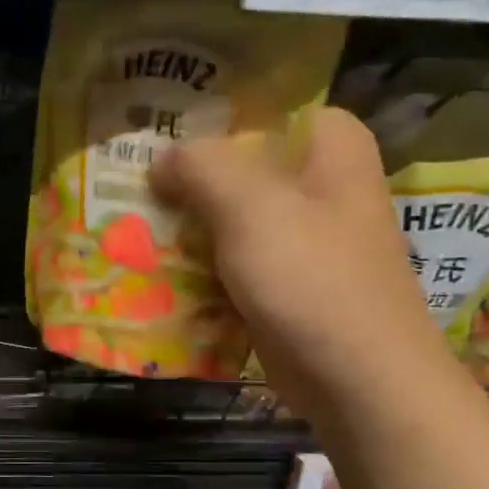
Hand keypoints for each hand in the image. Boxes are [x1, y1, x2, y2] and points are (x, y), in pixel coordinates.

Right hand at [150, 107, 450, 411]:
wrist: (358, 380)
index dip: (216, 113)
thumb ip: (202, 166)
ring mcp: (302, 240)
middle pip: (242, 165)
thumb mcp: (252, 206)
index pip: (269, 108)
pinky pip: (231, 261)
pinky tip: (155, 267)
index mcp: (330, 150)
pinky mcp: (284, 284)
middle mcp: (320, 188)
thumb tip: (161, 159)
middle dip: (187, 175)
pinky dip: (198, 264)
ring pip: (231, 216)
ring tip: (129, 221)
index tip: (163, 126)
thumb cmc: (313, 278)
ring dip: (186, 223)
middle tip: (132, 179)